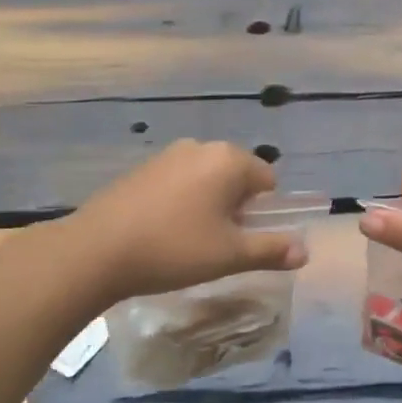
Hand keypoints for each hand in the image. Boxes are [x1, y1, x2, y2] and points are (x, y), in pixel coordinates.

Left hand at [66, 140, 308, 301]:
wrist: (96, 250)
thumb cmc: (174, 248)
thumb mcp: (229, 255)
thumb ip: (271, 250)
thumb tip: (305, 251)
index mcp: (229, 159)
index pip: (268, 180)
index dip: (263, 212)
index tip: (242, 240)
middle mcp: (201, 147)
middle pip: (237, 176)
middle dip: (236, 207)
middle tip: (217, 243)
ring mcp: (168, 154)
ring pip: (206, 179)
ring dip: (208, 204)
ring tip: (188, 241)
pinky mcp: (142, 168)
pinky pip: (178, 181)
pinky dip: (180, 202)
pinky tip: (162, 231)